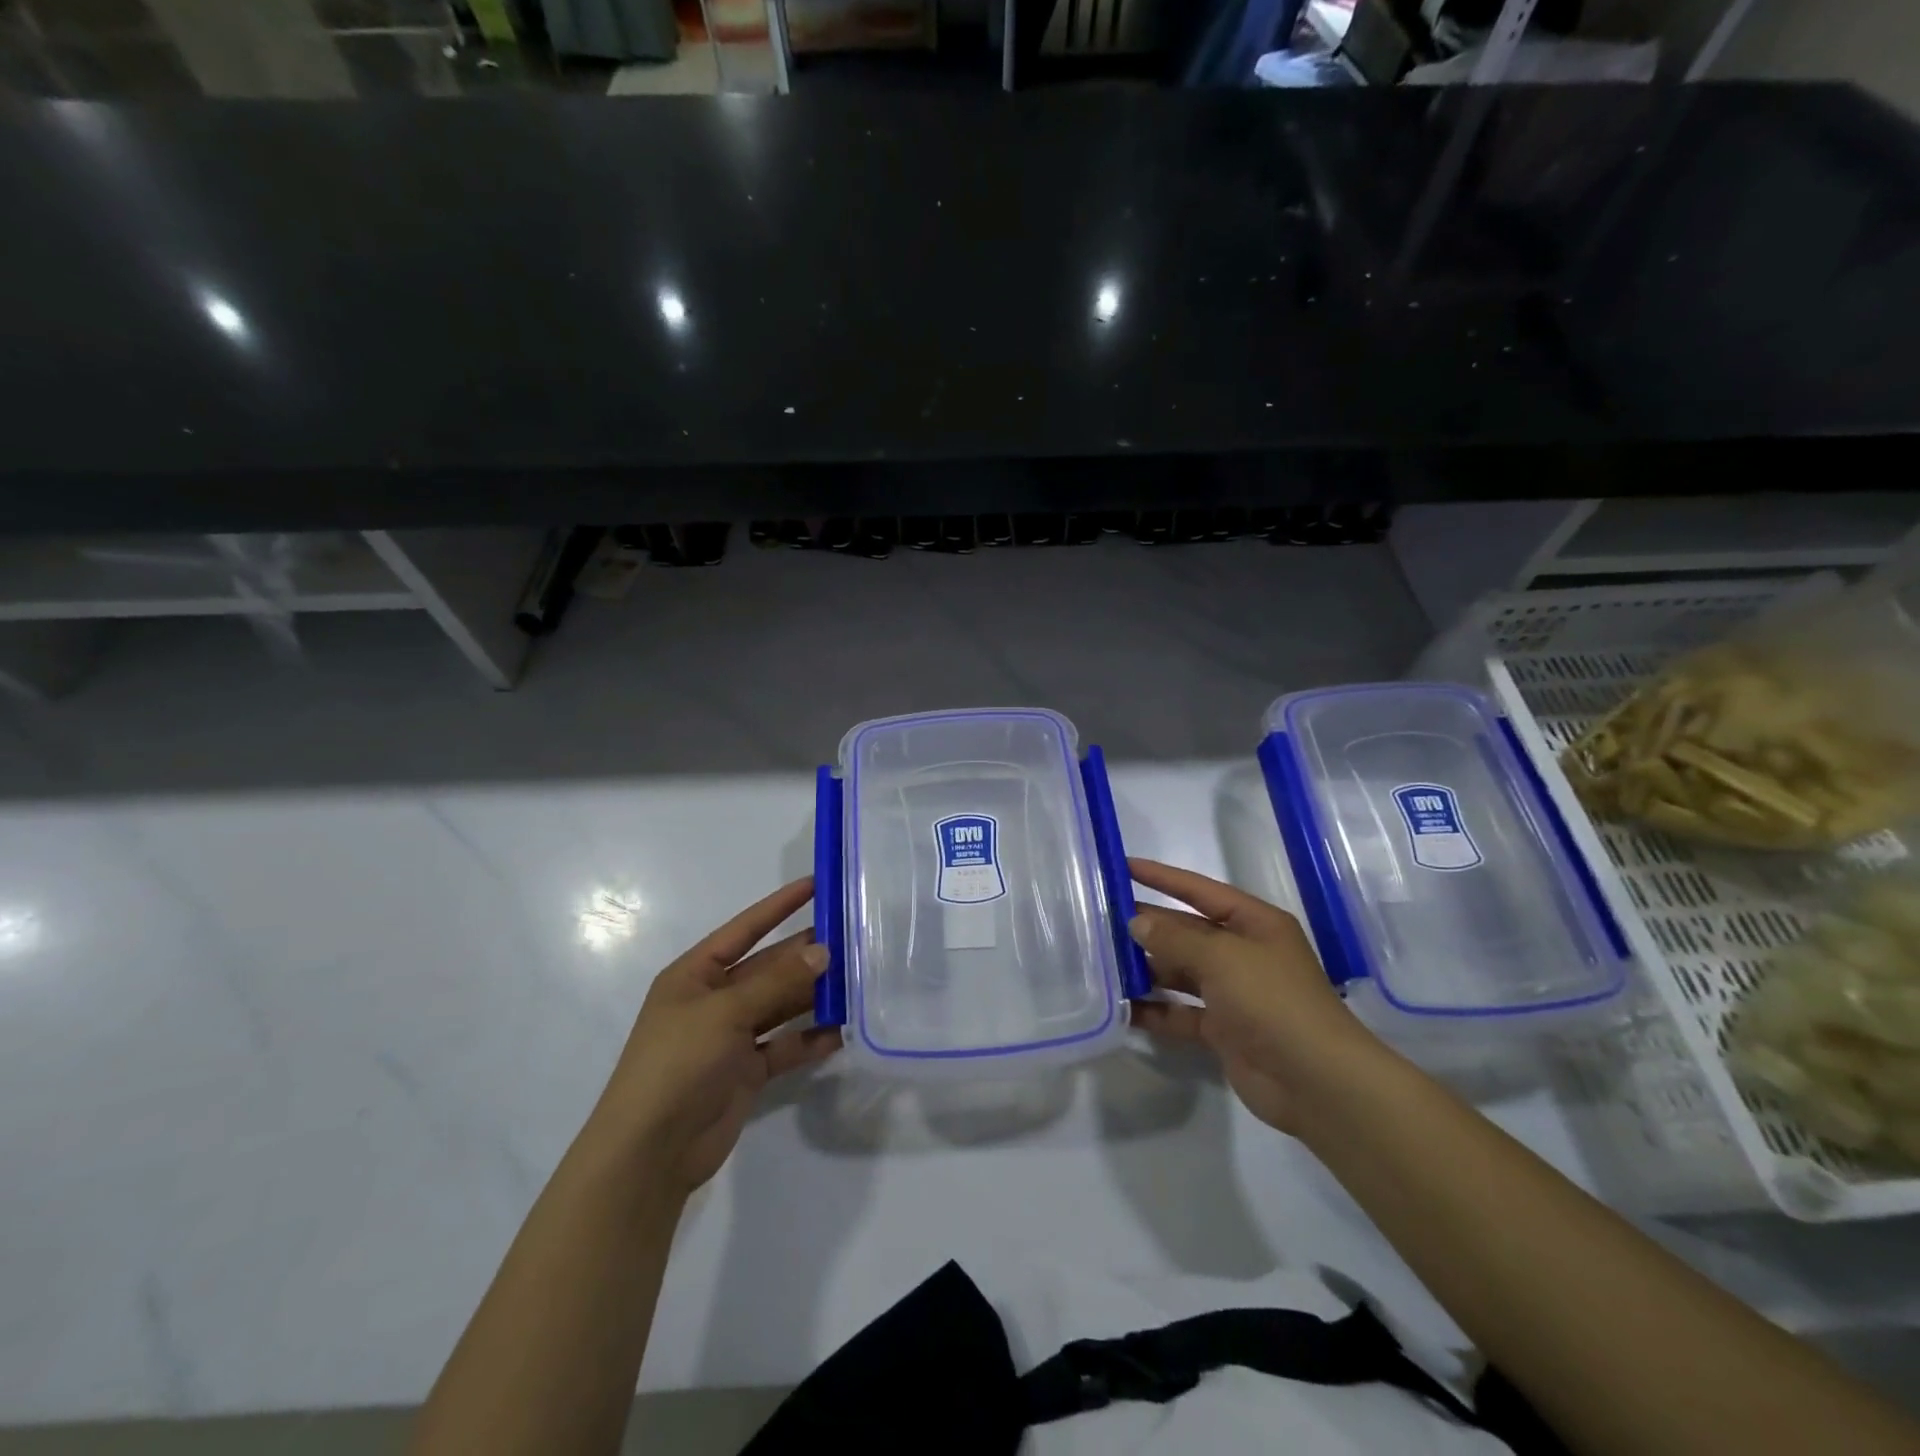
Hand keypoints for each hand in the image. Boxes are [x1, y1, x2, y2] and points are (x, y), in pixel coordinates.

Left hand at [587, 877, 839, 1198]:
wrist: (651, 1152)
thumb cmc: (677, 1063)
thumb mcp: (725, 1012)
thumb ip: (776, 982)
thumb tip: (824, 951)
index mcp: (695, 974)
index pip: (745, 929)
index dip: (779, 906)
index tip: (816, 884)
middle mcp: (715, 999)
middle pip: (769, 967)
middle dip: (806, 954)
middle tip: (853, 938)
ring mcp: (731, 1036)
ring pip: (781, 1005)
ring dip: (814, 995)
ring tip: (857, 980)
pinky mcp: (747, 1070)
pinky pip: (785, 1045)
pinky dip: (810, 1038)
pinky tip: (841, 1031)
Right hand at [1127, 858, 1398, 1136]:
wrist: (1316, 1081)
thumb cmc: (1273, 1001)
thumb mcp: (1222, 957)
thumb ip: (1175, 937)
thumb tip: (1137, 921)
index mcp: (1254, 924)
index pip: (1199, 890)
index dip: (1162, 877)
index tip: (1123, 865)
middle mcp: (1243, 953)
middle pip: (1187, 931)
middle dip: (1148, 925)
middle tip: (1100, 917)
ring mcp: (1233, 993)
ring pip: (1180, 972)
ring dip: (1146, 968)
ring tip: (1102, 962)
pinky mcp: (1223, 1030)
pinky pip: (1180, 1012)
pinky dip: (1154, 1011)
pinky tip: (1121, 1008)